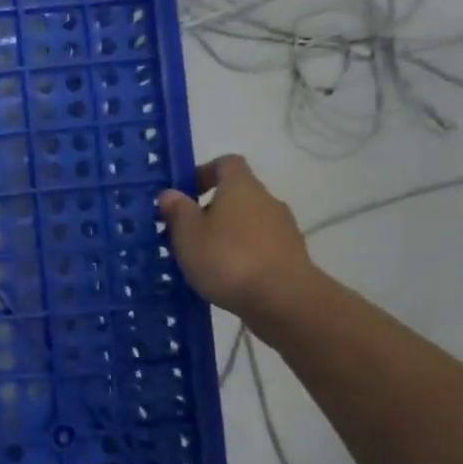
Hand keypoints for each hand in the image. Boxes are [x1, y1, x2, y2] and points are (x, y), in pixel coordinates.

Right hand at [159, 156, 320, 333]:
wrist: (284, 300)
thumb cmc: (228, 258)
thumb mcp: (188, 234)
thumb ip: (178, 211)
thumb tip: (171, 193)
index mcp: (241, 187)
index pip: (226, 163)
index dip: (204, 172)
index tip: (185, 193)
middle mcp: (267, 200)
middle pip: (237, 194)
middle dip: (212, 209)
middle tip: (186, 232)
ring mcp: (284, 229)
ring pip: (248, 222)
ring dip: (227, 234)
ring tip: (204, 259)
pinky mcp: (291, 256)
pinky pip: (260, 246)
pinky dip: (243, 255)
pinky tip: (227, 277)